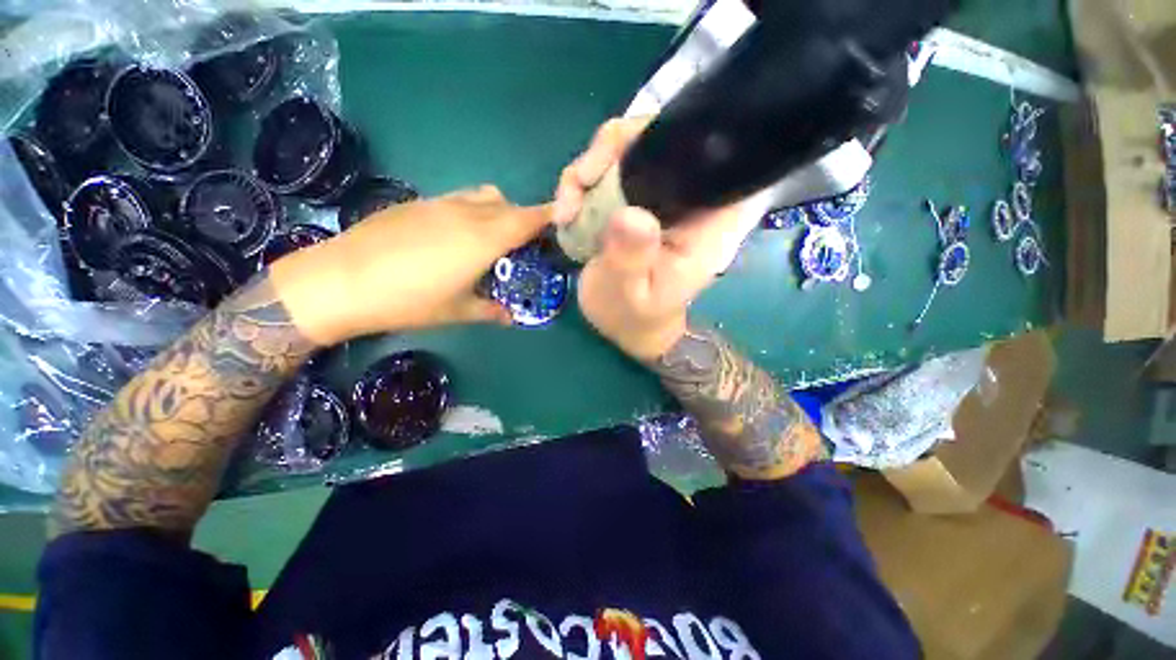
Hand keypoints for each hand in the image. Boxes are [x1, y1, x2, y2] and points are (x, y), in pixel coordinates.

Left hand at [270, 186, 549, 345]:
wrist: (339, 281)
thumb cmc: (408, 301)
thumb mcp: (456, 311)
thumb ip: (490, 310)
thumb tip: (509, 317)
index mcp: (482, 239)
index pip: (526, 220)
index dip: (547, 217)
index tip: (561, 220)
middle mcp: (465, 214)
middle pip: (508, 205)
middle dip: (523, 219)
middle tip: (525, 243)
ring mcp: (439, 204)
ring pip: (482, 196)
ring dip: (497, 211)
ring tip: (491, 239)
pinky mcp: (416, 204)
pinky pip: (457, 200)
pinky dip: (471, 211)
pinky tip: (454, 238)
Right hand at [554, 118, 759, 360]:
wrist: (625, 324)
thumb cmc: (635, 316)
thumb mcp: (631, 296)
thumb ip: (633, 259)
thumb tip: (630, 214)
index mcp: (707, 222)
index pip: (711, 156)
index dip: (671, 136)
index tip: (622, 158)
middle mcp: (687, 200)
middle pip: (661, 139)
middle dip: (612, 150)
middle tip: (578, 184)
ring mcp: (657, 197)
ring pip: (627, 150)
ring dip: (588, 170)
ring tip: (566, 209)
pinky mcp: (632, 201)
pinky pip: (606, 172)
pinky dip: (580, 184)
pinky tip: (566, 212)